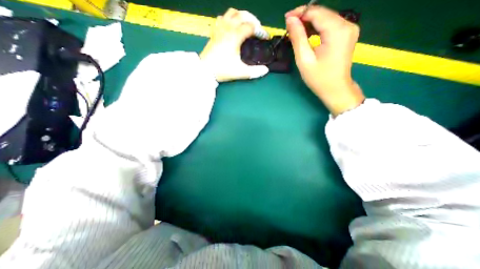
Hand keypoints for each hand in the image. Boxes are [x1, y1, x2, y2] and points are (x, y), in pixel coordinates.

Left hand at [199, 9, 268, 81]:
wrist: (205, 70)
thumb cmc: (223, 70)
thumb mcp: (240, 72)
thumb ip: (254, 72)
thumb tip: (266, 70)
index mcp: (235, 36)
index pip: (251, 27)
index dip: (260, 31)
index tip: (265, 37)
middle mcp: (227, 28)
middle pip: (242, 15)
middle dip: (253, 20)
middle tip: (257, 29)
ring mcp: (219, 29)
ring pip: (231, 13)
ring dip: (241, 16)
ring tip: (245, 24)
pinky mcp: (214, 32)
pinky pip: (221, 18)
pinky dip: (228, 19)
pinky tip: (230, 26)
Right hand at [284, 5, 363, 115]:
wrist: (335, 89)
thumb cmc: (319, 78)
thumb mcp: (304, 59)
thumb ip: (298, 38)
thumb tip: (291, 20)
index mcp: (337, 30)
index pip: (317, 12)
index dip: (300, 13)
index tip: (286, 19)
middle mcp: (347, 24)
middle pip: (322, 13)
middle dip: (304, 17)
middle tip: (289, 26)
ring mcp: (349, 29)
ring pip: (326, 18)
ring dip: (310, 23)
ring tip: (295, 32)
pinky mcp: (347, 34)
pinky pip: (330, 25)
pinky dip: (317, 28)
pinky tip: (307, 35)